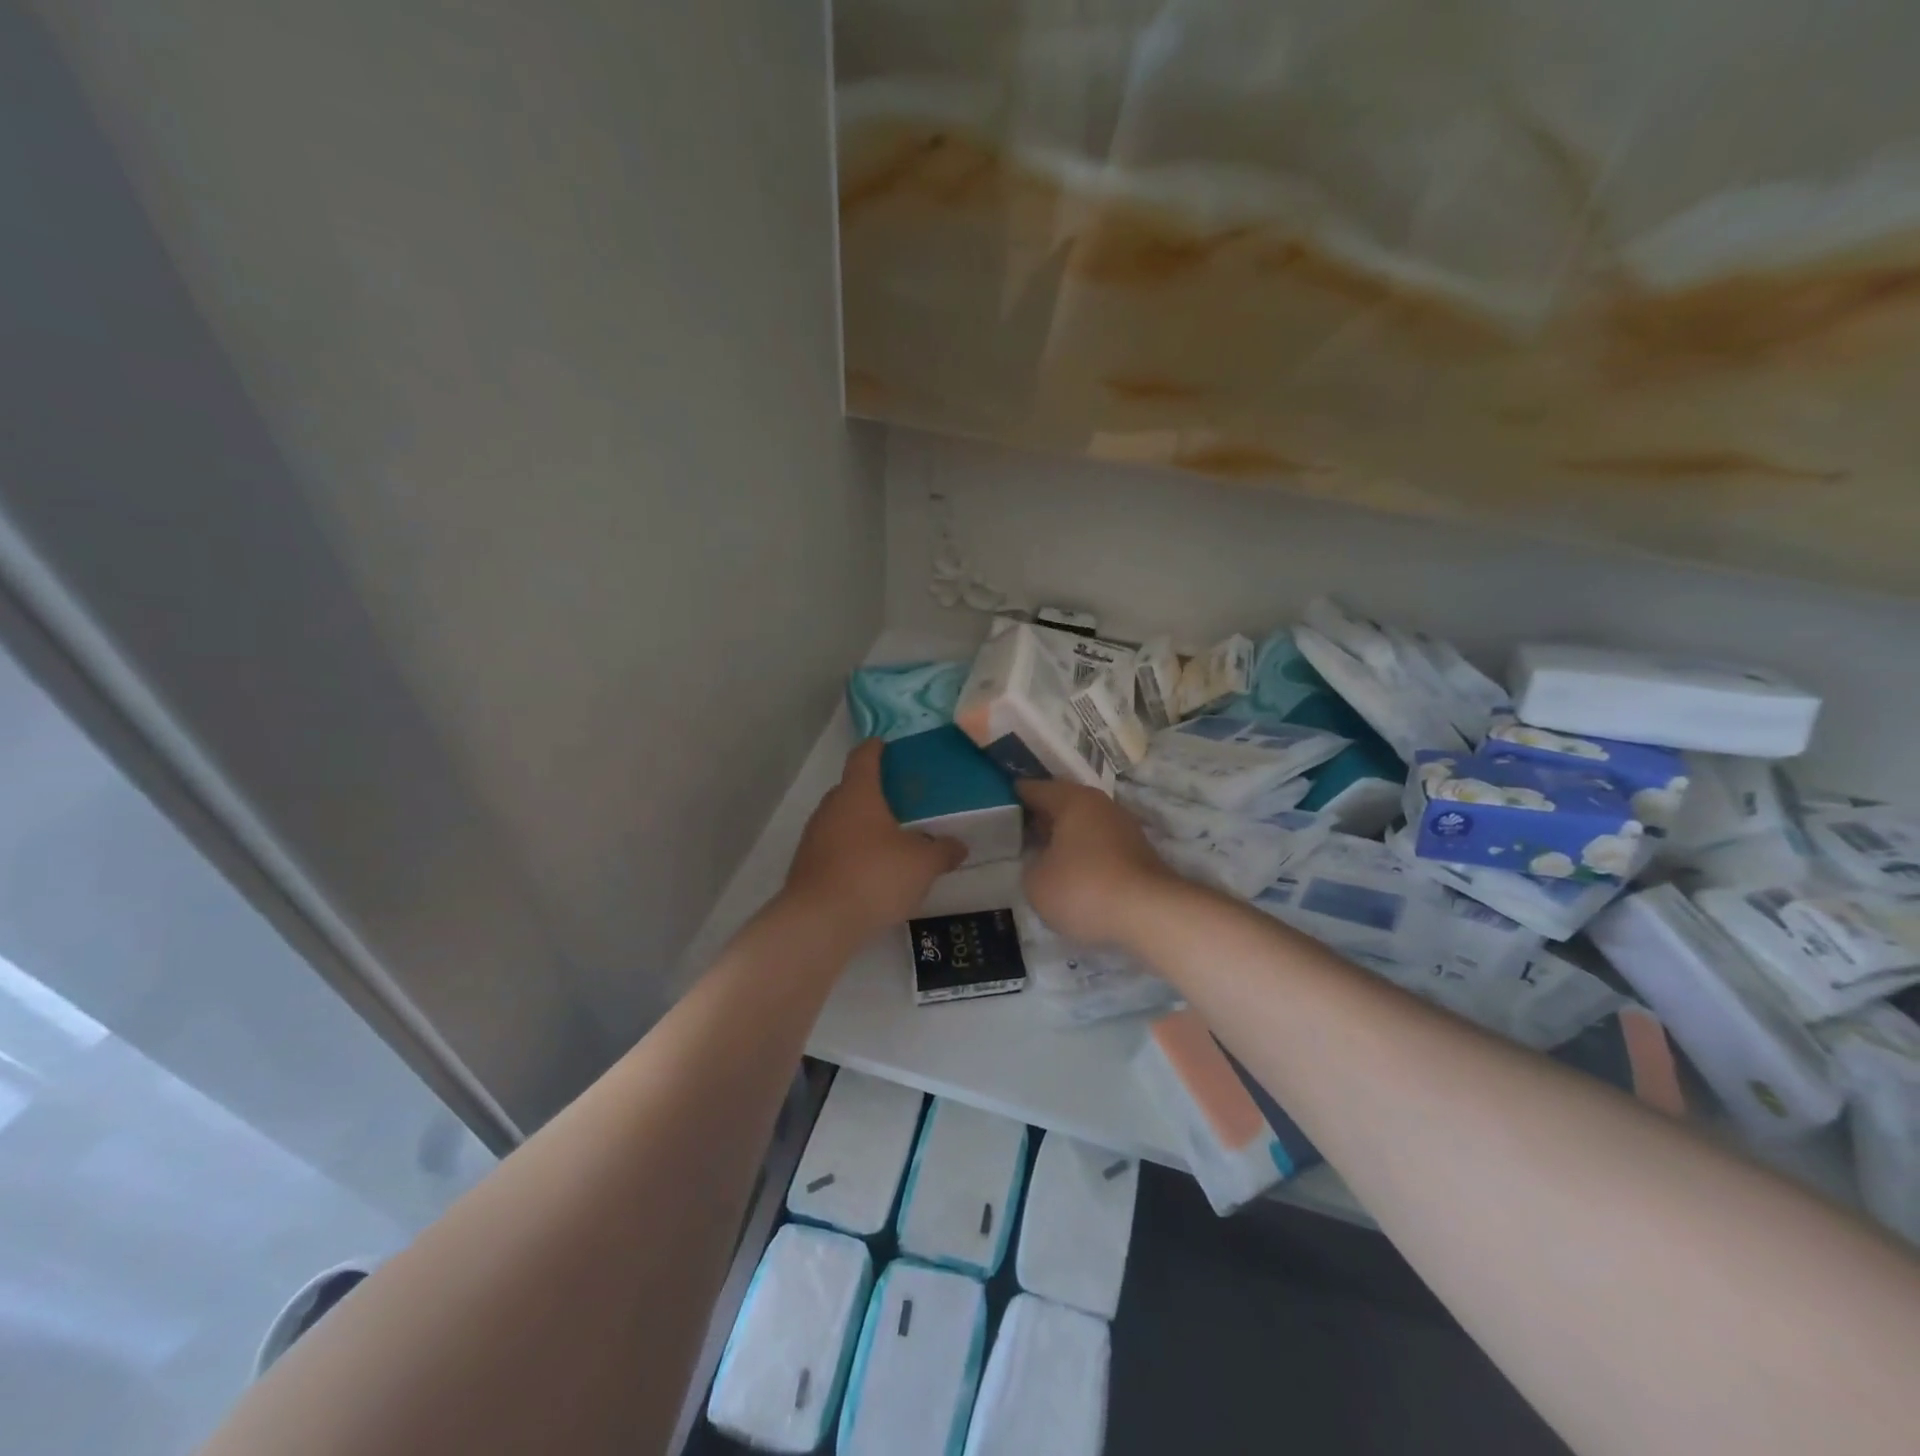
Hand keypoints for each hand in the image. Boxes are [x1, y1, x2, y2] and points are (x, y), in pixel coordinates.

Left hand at [783, 740, 965, 938]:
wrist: (820, 921)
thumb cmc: (875, 876)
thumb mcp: (922, 864)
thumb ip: (943, 851)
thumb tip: (959, 846)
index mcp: (858, 793)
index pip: (863, 757)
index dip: (875, 749)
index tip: (885, 745)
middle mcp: (830, 808)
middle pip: (851, 789)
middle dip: (873, 792)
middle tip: (900, 801)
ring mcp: (813, 837)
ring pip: (841, 821)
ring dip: (861, 825)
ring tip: (889, 839)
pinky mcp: (806, 867)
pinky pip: (833, 848)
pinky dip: (850, 852)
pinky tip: (870, 872)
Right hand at [1017, 779, 1176, 945]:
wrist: (1150, 914)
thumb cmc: (1084, 888)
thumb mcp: (1036, 882)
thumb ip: (1031, 865)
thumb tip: (1042, 861)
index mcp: (1072, 800)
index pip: (1035, 789)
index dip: (1014, 796)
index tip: (998, 803)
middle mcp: (1100, 805)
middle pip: (1063, 803)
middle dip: (1041, 815)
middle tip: (1016, 829)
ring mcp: (1123, 827)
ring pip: (1084, 824)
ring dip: (1065, 835)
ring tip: (1042, 853)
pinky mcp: (1138, 853)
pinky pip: (1100, 845)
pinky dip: (1084, 853)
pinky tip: (1072, 872)